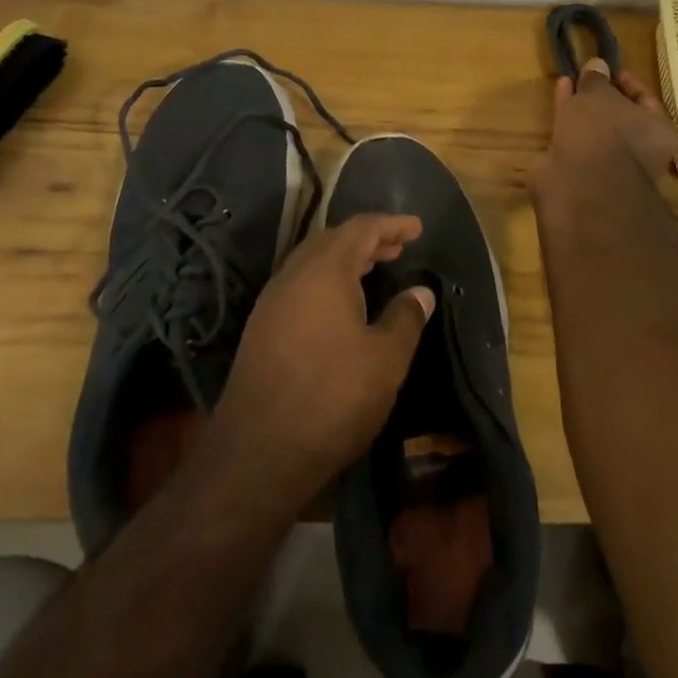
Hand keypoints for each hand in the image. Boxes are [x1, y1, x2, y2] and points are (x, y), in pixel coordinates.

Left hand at [214, 213, 433, 504]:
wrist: (257, 453)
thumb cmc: (332, 398)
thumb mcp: (385, 360)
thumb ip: (405, 318)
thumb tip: (420, 291)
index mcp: (325, 271)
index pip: (361, 228)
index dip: (391, 224)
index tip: (417, 227)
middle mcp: (293, 275)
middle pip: (332, 240)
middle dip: (367, 239)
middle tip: (397, 247)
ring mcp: (272, 302)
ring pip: (312, 263)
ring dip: (345, 259)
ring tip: (374, 268)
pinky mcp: (261, 329)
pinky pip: (299, 285)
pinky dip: (327, 281)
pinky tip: (341, 306)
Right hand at [548, 57, 677, 182]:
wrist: (580, 186)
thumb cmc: (603, 133)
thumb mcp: (599, 95)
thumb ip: (597, 79)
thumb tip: (597, 64)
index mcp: (657, 131)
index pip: (645, 100)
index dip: (627, 82)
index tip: (607, 68)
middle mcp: (638, 150)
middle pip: (619, 116)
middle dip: (601, 96)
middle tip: (585, 75)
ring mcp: (608, 163)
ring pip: (595, 128)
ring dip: (581, 106)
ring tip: (567, 81)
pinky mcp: (580, 171)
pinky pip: (576, 137)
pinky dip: (567, 118)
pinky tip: (558, 98)